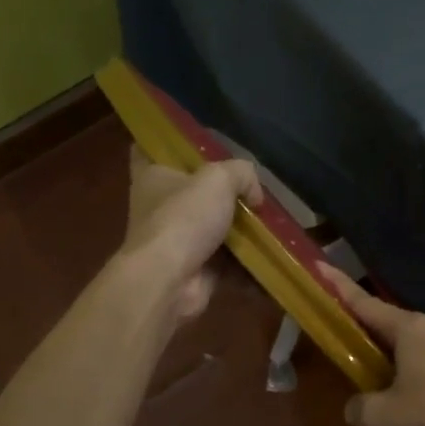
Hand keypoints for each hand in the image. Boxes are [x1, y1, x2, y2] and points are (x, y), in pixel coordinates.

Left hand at [119, 147, 261, 320]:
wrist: (169, 280)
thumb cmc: (184, 218)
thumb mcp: (218, 179)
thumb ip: (242, 174)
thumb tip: (254, 195)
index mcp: (153, 176)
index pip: (150, 149)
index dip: (169, 144)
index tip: (196, 144)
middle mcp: (160, 207)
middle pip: (192, 191)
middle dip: (223, 192)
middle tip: (253, 189)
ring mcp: (177, 241)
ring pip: (214, 228)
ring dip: (241, 230)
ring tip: (273, 224)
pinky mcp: (195, 269)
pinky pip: (227, 262)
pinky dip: (248, 263)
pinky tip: (273, 257)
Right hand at [320, 265, 424, 425]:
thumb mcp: (384, 419)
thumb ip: (361, 408)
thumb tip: (355, 407)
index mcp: (412, 330)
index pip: (368, 306)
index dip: (342, 289)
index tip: (323, 268)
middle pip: (404, 331)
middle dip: (387, 346)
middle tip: (374, 369)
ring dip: (421, 365)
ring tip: (415, 398)